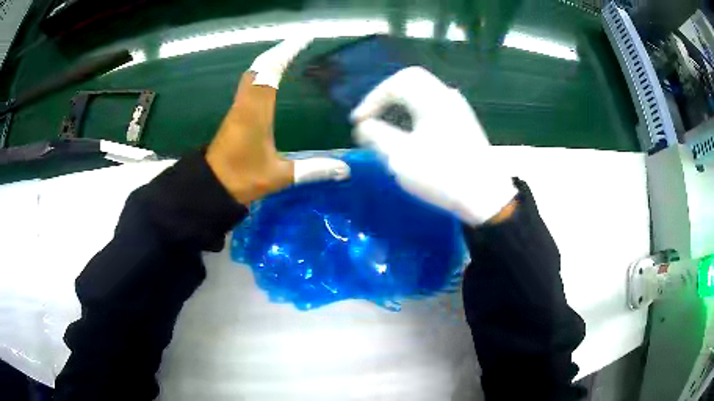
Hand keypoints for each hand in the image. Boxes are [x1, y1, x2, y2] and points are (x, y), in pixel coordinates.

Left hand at [207, 37, 349, 205]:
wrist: (210, 186)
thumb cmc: (242, 179)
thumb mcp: (280, 176)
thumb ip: (313, 170)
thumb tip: (345, 169)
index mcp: (256, 111)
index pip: (271, 70)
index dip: (287, 51)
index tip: (305, 39)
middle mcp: (246, 103)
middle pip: (260, 66)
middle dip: (280, 50)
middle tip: (300, 43)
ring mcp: (238, 107)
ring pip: (253, 73)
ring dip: (269, 60)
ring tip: (289, 54)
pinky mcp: (235, 114)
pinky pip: (249, 83)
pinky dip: (262, 72)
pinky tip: (272, 77)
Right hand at [351, 67, 515, 224]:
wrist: (485, 197)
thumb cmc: (443, 175)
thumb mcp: (401, 158)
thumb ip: (376, 136)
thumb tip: (364, 126)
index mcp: (432, 100)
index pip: (395, 83)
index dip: (372, 100)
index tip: (358, 121)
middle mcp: (447, 97)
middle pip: (411, 80)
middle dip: (386, 95)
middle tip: (372, 114)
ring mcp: (458, 108)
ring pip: (423, 92)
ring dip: (401, 103)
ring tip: (387, 123)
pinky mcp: (464, 122)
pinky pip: (433, 105)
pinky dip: (415, 111)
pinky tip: (410, 131)